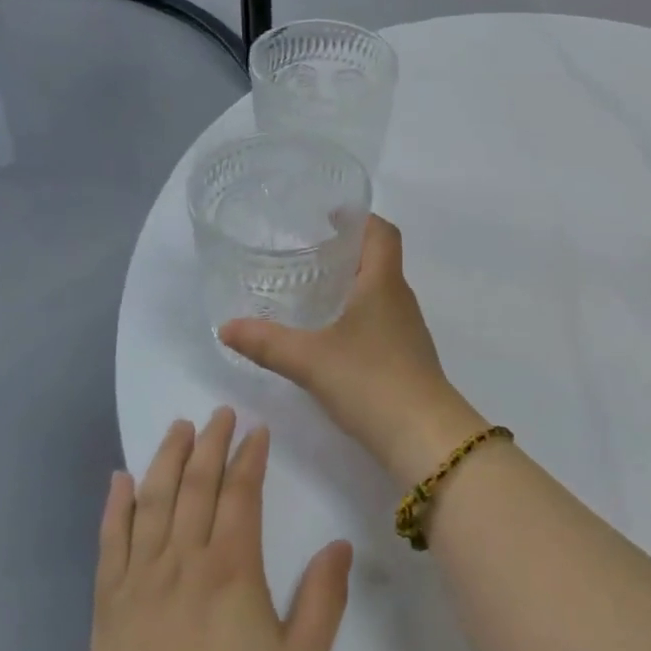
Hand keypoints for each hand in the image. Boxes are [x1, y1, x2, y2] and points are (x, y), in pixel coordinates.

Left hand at [85, 408, 351, 650]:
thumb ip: (324, 602)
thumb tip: (339, 543)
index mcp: (231, 570)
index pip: (240, 494)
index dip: (249, 457)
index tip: (257, 429)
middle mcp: (183, 561)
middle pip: (195, 485)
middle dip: (210, 443)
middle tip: (220, 412)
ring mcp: (140, 581)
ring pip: (152, 502)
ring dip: (166, 459)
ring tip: (178, 428)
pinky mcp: (109, 605)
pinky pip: (110, 541)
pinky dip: (115, 506)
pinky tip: (119, 479)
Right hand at [220, 216, 487, 487]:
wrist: (423, 435)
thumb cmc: (371, 381)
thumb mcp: (310, 360)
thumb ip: (267, 343)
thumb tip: (226, 327)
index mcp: (384, 283)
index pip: (383, 232)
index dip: (360, 218)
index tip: (331, 215)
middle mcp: (401, 298)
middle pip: (380, 259)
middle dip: (348, 250)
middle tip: (309, 251)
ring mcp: (408, 329)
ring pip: (381, 292)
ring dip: (353, 284)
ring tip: (314, 290)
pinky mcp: (407, 357)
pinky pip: (381, 320)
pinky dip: (358, 314)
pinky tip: (333, 335)